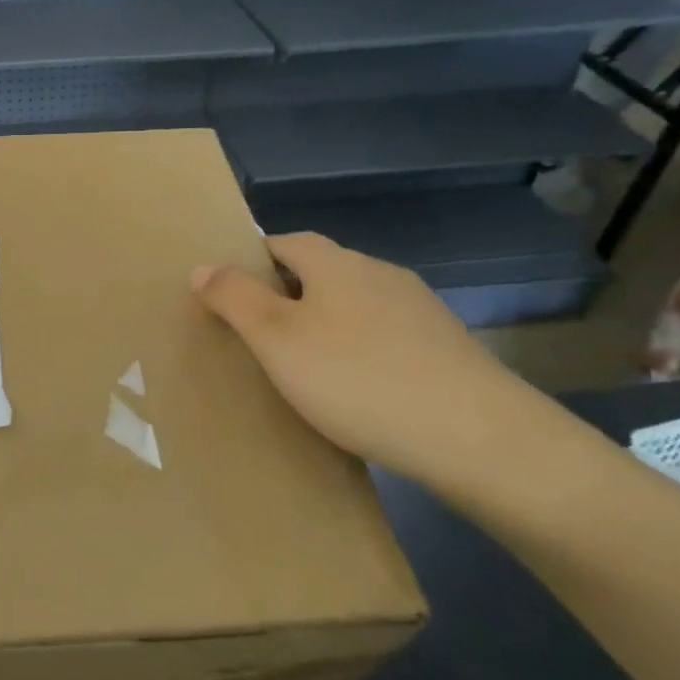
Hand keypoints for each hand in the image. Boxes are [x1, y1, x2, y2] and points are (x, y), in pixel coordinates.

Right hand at [192, 233, 546, 482]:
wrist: (477, 437)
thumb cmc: (357, 378)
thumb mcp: (276, 338)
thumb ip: (234, 298)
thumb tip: (202, 265)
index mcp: (336, 264)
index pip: (285, 241)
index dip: (252, 260)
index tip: (230, 294)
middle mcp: (380, 274)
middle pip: (321, 271)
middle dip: (287, 294)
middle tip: (258, 336)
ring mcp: (420, 311)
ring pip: (355, 305)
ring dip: (326, 324)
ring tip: (303, 366)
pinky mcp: (446, 350)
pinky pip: (385, 337)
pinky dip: (360, 352)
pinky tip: (356, 390)